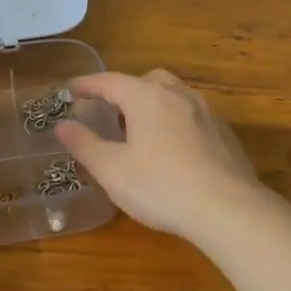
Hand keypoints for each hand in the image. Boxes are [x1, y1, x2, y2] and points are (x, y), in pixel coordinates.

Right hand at [55, 69, 265, 240]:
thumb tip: (62, 125)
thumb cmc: (161, 186)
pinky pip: (192, 115)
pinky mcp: (224, 134)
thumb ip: (85, 144)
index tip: (71, 89)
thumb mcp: (112, 170)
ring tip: (139, 130)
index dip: (88, 84)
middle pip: (147, 80)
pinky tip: (171, 149)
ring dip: (152, 104)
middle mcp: (178, 95)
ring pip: (173, 95)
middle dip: (125, 90)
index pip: (110, 81)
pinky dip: (174, 121)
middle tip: (109, 111)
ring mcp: (206, 113)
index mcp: (147, 97)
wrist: (229, 210)